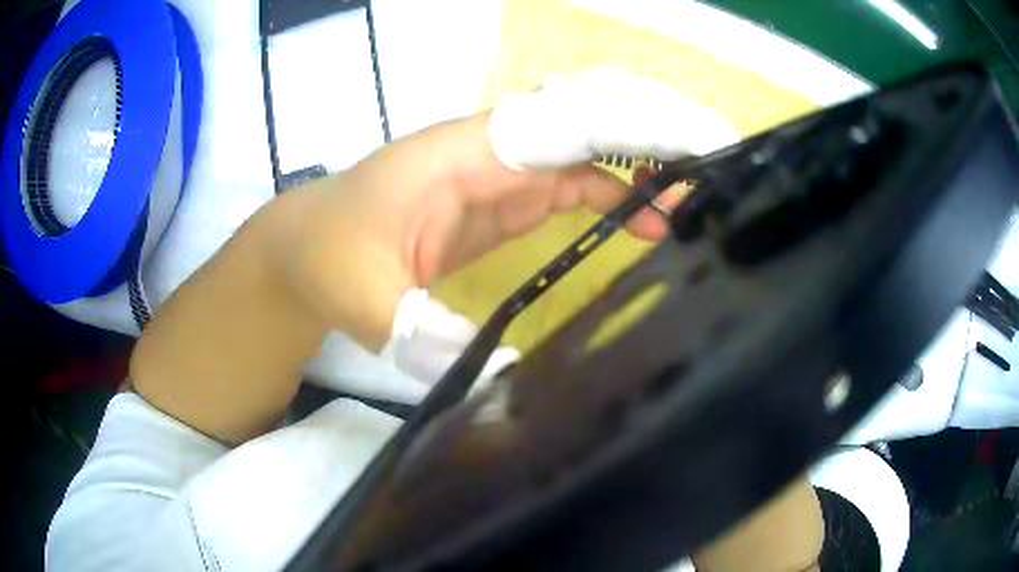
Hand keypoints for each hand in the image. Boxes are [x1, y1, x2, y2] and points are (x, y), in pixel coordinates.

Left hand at [268, 68, 739, 349]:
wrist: (307, 247)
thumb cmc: (329, 255)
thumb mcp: (366, 297)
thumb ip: (426, 333)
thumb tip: (505, 381)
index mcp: (464, 153)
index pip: (565, 123)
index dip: (631, 129)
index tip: (691, 151)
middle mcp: (493, 150)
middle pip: (590, 125)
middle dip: (655, 137)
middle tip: (717, 167)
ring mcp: (501, 173)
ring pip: (591, 154)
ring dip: (647, 170)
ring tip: (701, 203)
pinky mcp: (503, 200)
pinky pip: (575, 185)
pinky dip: (620, 198)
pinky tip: (652, 224)